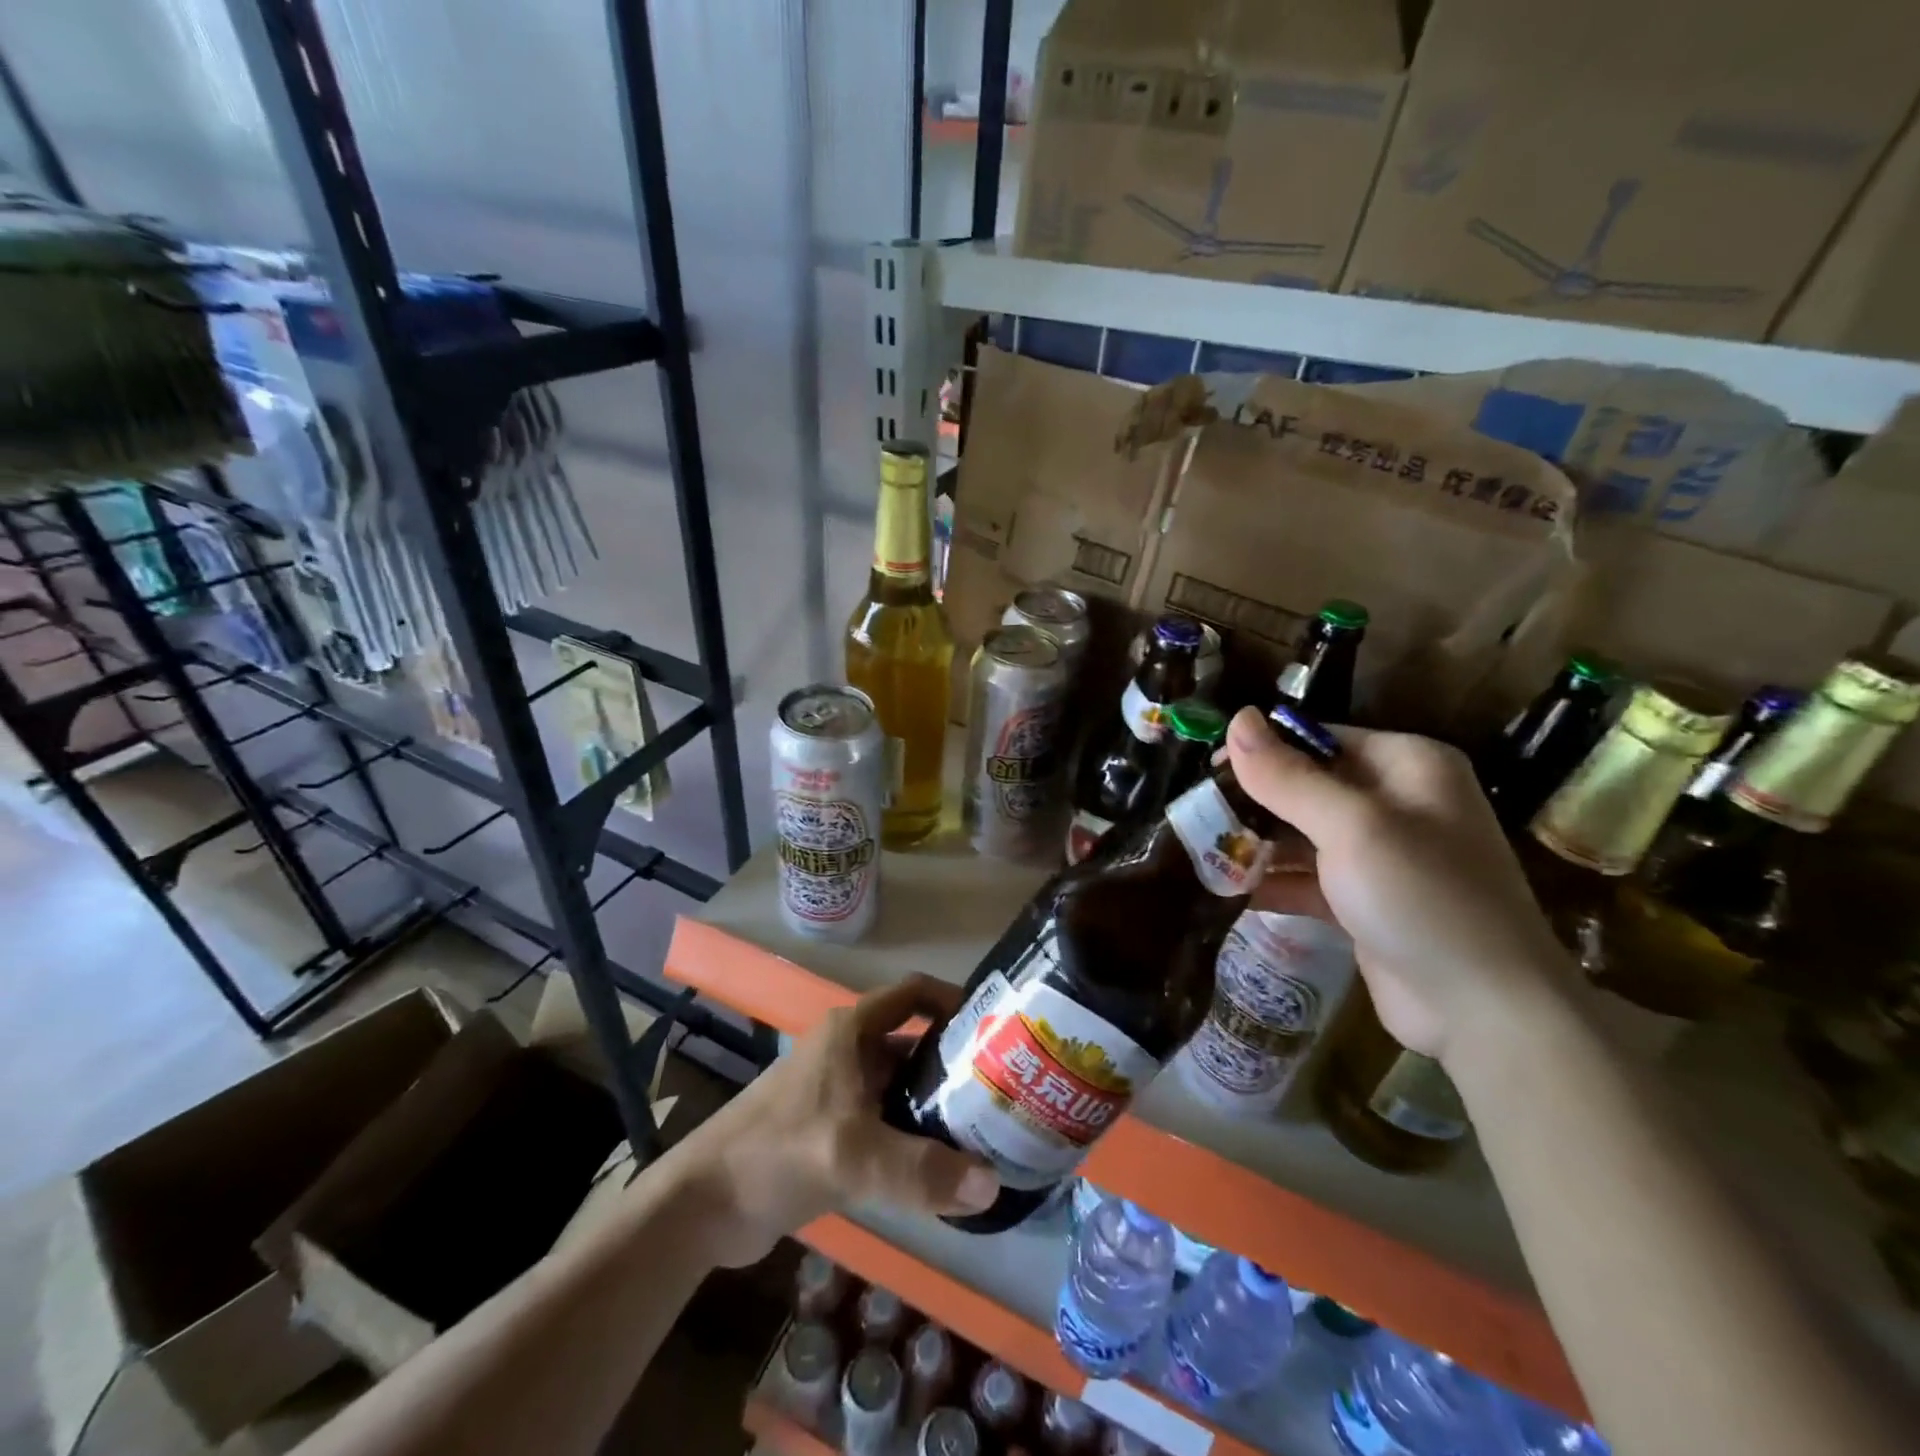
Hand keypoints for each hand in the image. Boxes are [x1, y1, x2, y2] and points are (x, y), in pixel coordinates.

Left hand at [667, 975, 998, 1265]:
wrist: (704, 1204)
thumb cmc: (776, 1152)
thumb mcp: (852, 1156)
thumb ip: (921, 1171)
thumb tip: (991, 1183)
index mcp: (851, 1031)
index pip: (913, 993)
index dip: (954, 1000)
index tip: (995, 1026)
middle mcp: (849, 1050)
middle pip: (914, 1043)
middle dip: (956, 1063)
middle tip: (1003, 1090)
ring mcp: (839, 1090)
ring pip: (902, 1086)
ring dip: (937, 1104)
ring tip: (985, 1131)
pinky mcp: (832, 1128)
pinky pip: (886, 1121)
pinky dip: (914, 1136)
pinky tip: (942, 1166)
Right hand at [1228, 708, 1569, 1065]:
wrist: (1486, 1012)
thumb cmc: (1421, 897)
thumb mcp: (1351, 827)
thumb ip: (1288, 777)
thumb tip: (1236, 719)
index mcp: (1408, 767)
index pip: (1320, 740)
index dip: (1263, 751)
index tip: (1206, 770)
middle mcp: (1398, 804)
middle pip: (1308, 787)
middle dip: (1253, 802)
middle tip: (1194, 813)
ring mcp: (1382, 857)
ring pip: (1303, 835)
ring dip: (1256, 844)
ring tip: (1196, 849)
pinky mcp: (1366, 903)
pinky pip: (1309, 879)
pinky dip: (1273, 883)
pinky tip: (1226, 890)